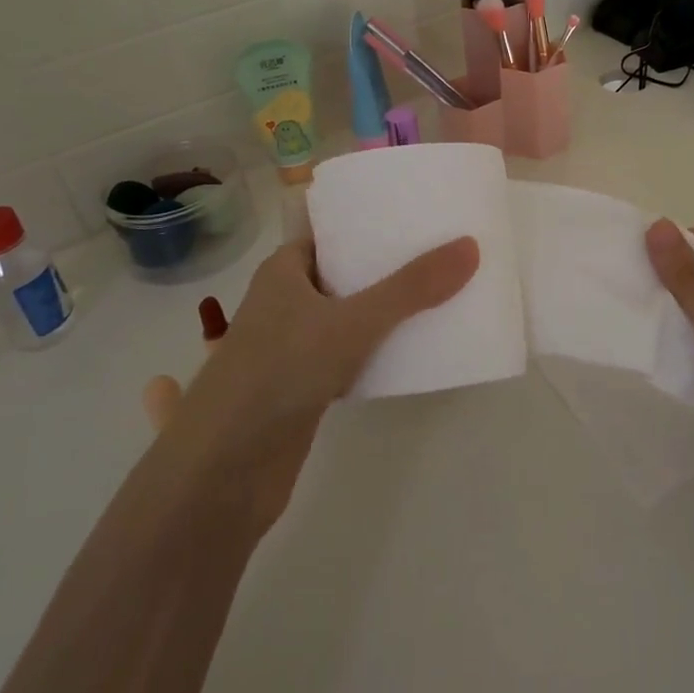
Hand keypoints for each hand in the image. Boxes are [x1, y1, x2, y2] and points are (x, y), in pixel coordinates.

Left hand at [141, 236, 478, 538]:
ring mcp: (290, 349)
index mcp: (283, 272)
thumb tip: (470, 247)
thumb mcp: (353, 322)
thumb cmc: (279, 373)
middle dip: (386, 269)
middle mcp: (283, 303)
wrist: (223, 472)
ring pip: (346, 319)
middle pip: (343, 275)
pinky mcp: (301, 390)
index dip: (369, 226)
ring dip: (383, 313)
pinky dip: (374, 352)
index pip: (330, 235)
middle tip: (439, 258)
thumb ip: (412, 288)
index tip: (416, 220)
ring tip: (437, 299)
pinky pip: (347, 357)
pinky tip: (410, 354)